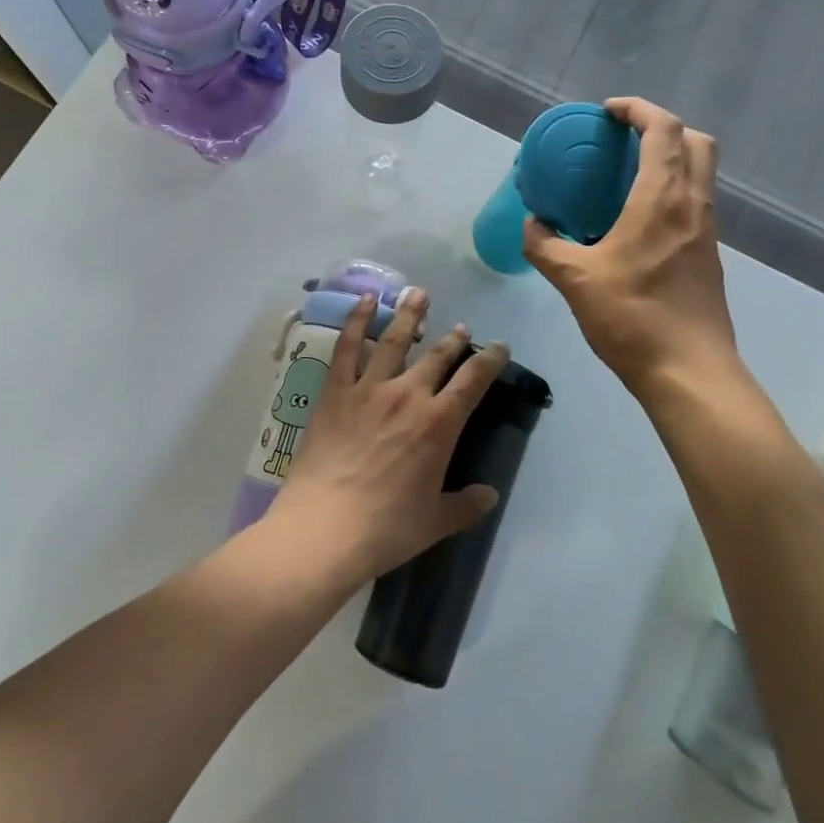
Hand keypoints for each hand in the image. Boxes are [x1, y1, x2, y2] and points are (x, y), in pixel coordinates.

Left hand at [272, 287, 507, 580]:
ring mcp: (369, 388)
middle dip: (453, 338)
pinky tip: (365, 301)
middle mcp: (408, 395)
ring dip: (410, 314)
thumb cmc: (386, 529)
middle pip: (438, 355)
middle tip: (460, 328)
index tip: (499, 346)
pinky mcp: (336, 391)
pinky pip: (348, 348)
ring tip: (419, 293)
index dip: (490, 359)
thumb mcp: (435, 522)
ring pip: (396, 339)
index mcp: (439, 424)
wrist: (324, 529)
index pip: (474, 380)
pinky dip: (357, 320)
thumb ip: (466, 504)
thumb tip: (490, 495)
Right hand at [524, 98, 737, 399]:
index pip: (664, 130)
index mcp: (663, 200)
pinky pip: (695, 202)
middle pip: (697, 141)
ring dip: (671, 159)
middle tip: (624, 139)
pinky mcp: (709, 255)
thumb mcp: (574, 280)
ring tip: (626, 175)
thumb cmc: (633, 318)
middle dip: (663, 127)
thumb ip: (545, 246)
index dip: (638, 110)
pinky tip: (638, 220)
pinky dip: (672, 190)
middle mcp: (693, 205)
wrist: (689, 372)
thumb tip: (532, 225)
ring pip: (701, 173)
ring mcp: (706, 231)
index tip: (608, 113)